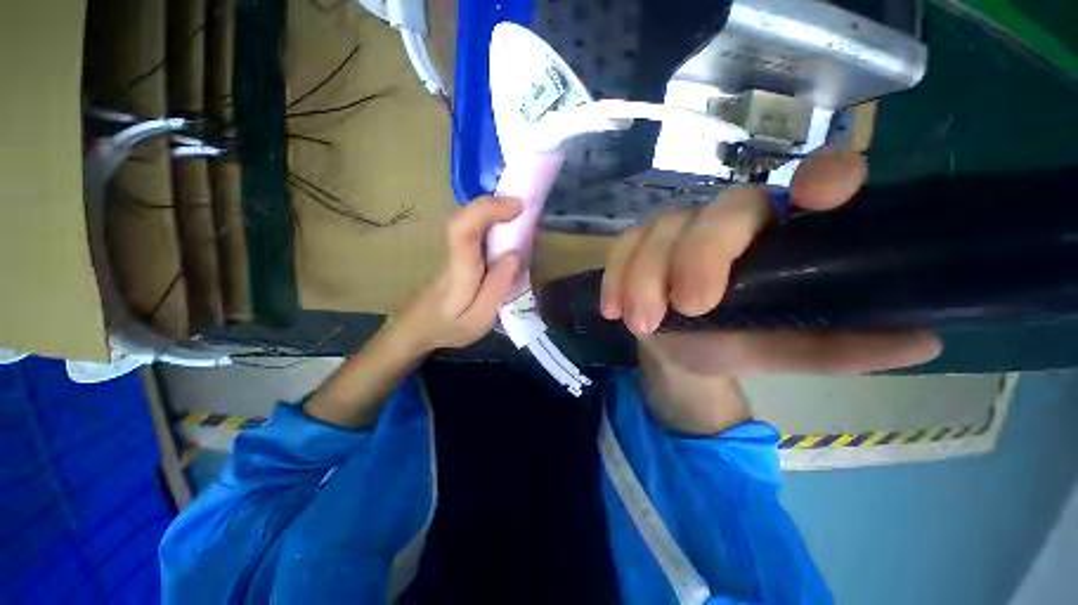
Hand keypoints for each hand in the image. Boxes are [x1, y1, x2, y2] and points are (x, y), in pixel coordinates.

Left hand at [389, 196, 522, 355]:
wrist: (419, 327)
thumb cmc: (448, 327)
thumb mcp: (478, 320)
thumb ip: (497, 289)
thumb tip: (515, 254)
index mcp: (459, 270)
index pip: (464, 228)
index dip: (489, 210)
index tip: (518, 207)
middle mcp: (456, 251)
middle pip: (469, 215)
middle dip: (500, 206)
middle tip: (530, 212)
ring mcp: (456, 248)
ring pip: (475, 219)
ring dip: (501, 213)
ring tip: (526, 222)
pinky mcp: (461, 251)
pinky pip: (479, 229)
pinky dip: (499, 224)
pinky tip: (514, 235)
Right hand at [600, 149, 941, 432]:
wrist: (674, 348)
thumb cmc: (732, 344)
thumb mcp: (782, 350)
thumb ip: (837, 346)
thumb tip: (926, 336)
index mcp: (779, 235)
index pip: (812, 184)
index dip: (823, 177)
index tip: (821, 198)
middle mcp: (728, 221)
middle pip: (719, 213)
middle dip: (699, 257)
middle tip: (688, 307)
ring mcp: (676, 229)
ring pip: (659, 231)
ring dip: (645, 277)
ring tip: (642, 324)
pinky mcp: (637, 245)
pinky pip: (622, 248)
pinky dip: (616, 277)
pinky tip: (613, 309)